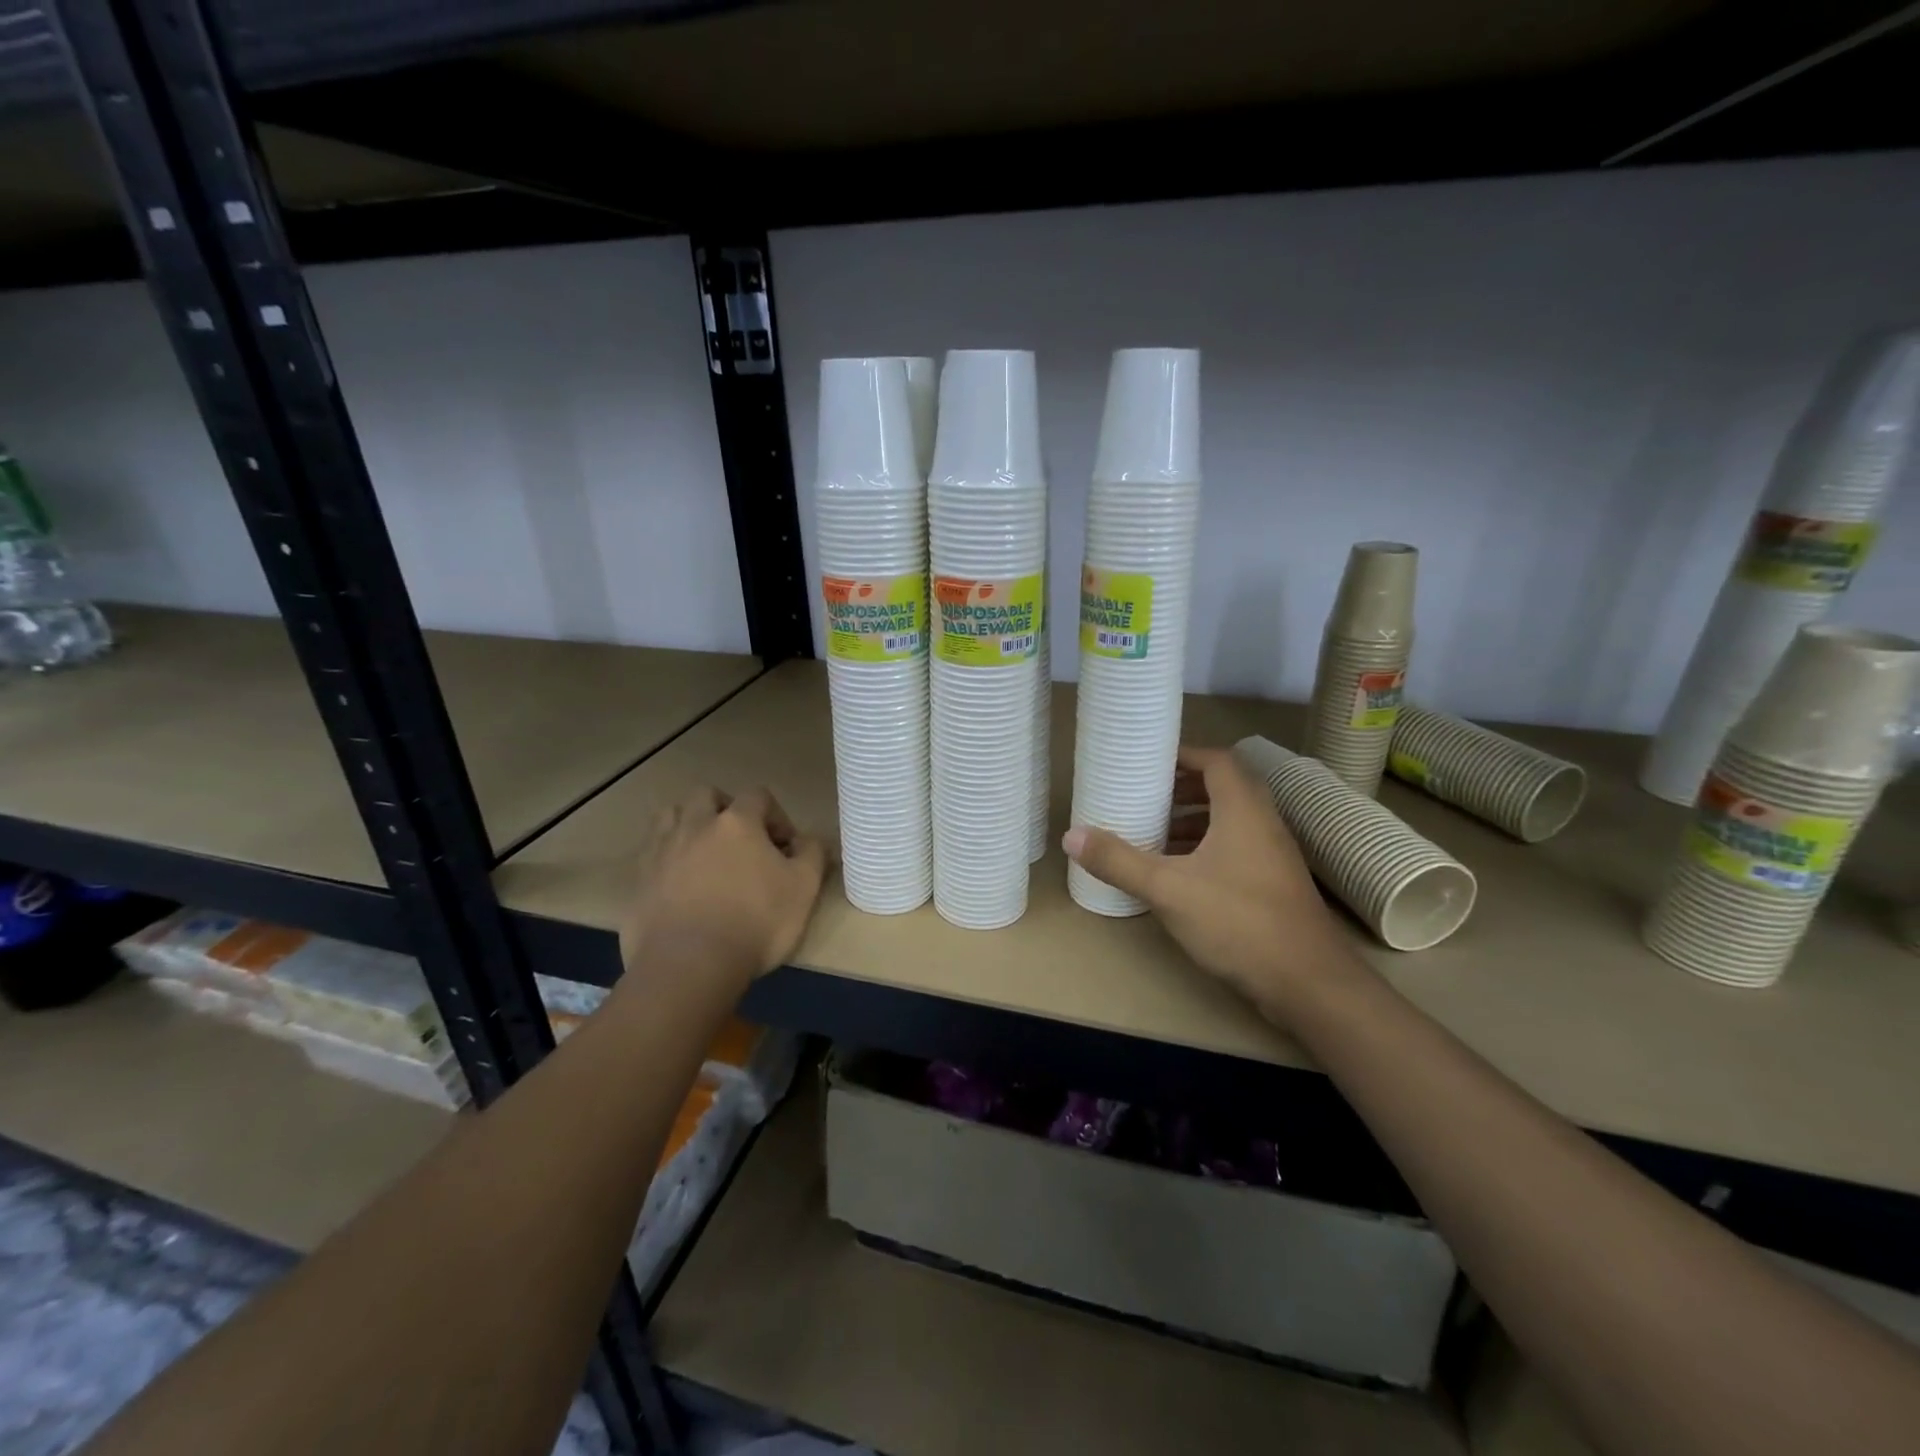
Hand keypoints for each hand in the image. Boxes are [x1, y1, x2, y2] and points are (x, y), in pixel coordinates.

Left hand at [619, 786, 826, 992]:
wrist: (689, 965)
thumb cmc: (756, 922)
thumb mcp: (804, 888)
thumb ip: (813, 854)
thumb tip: (810, 840)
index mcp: (737, 822)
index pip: (758, 796)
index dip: (775, 816)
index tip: (784, 847)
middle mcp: (696, 825)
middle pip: (707, 795)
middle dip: (726, 809)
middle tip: (741, 841)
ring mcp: (662, 850)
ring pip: (671, 816)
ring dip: (689, 824)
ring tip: (704, 853)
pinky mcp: (639, 880)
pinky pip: (651, 853)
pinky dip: (667, 857)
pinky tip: (680, 883)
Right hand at [1063, 745, 1354, 1012]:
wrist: (1309, 984)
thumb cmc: (1238, 922)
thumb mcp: (1168, 889)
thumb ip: (1119, 861)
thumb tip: (1071, 835)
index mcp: (1243, 810)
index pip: (1217, 760)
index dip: (1184, 755)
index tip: (1149, 762)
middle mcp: (1264, 823)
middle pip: (1224, 787)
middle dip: (1183, 788)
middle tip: (1146, 795)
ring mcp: (1273, 855)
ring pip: (1231, 820)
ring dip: (1194, 819)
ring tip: (1154, 831)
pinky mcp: (1274, 884)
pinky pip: (1236, 847)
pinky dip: (1206, 847)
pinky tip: (1179, 872)